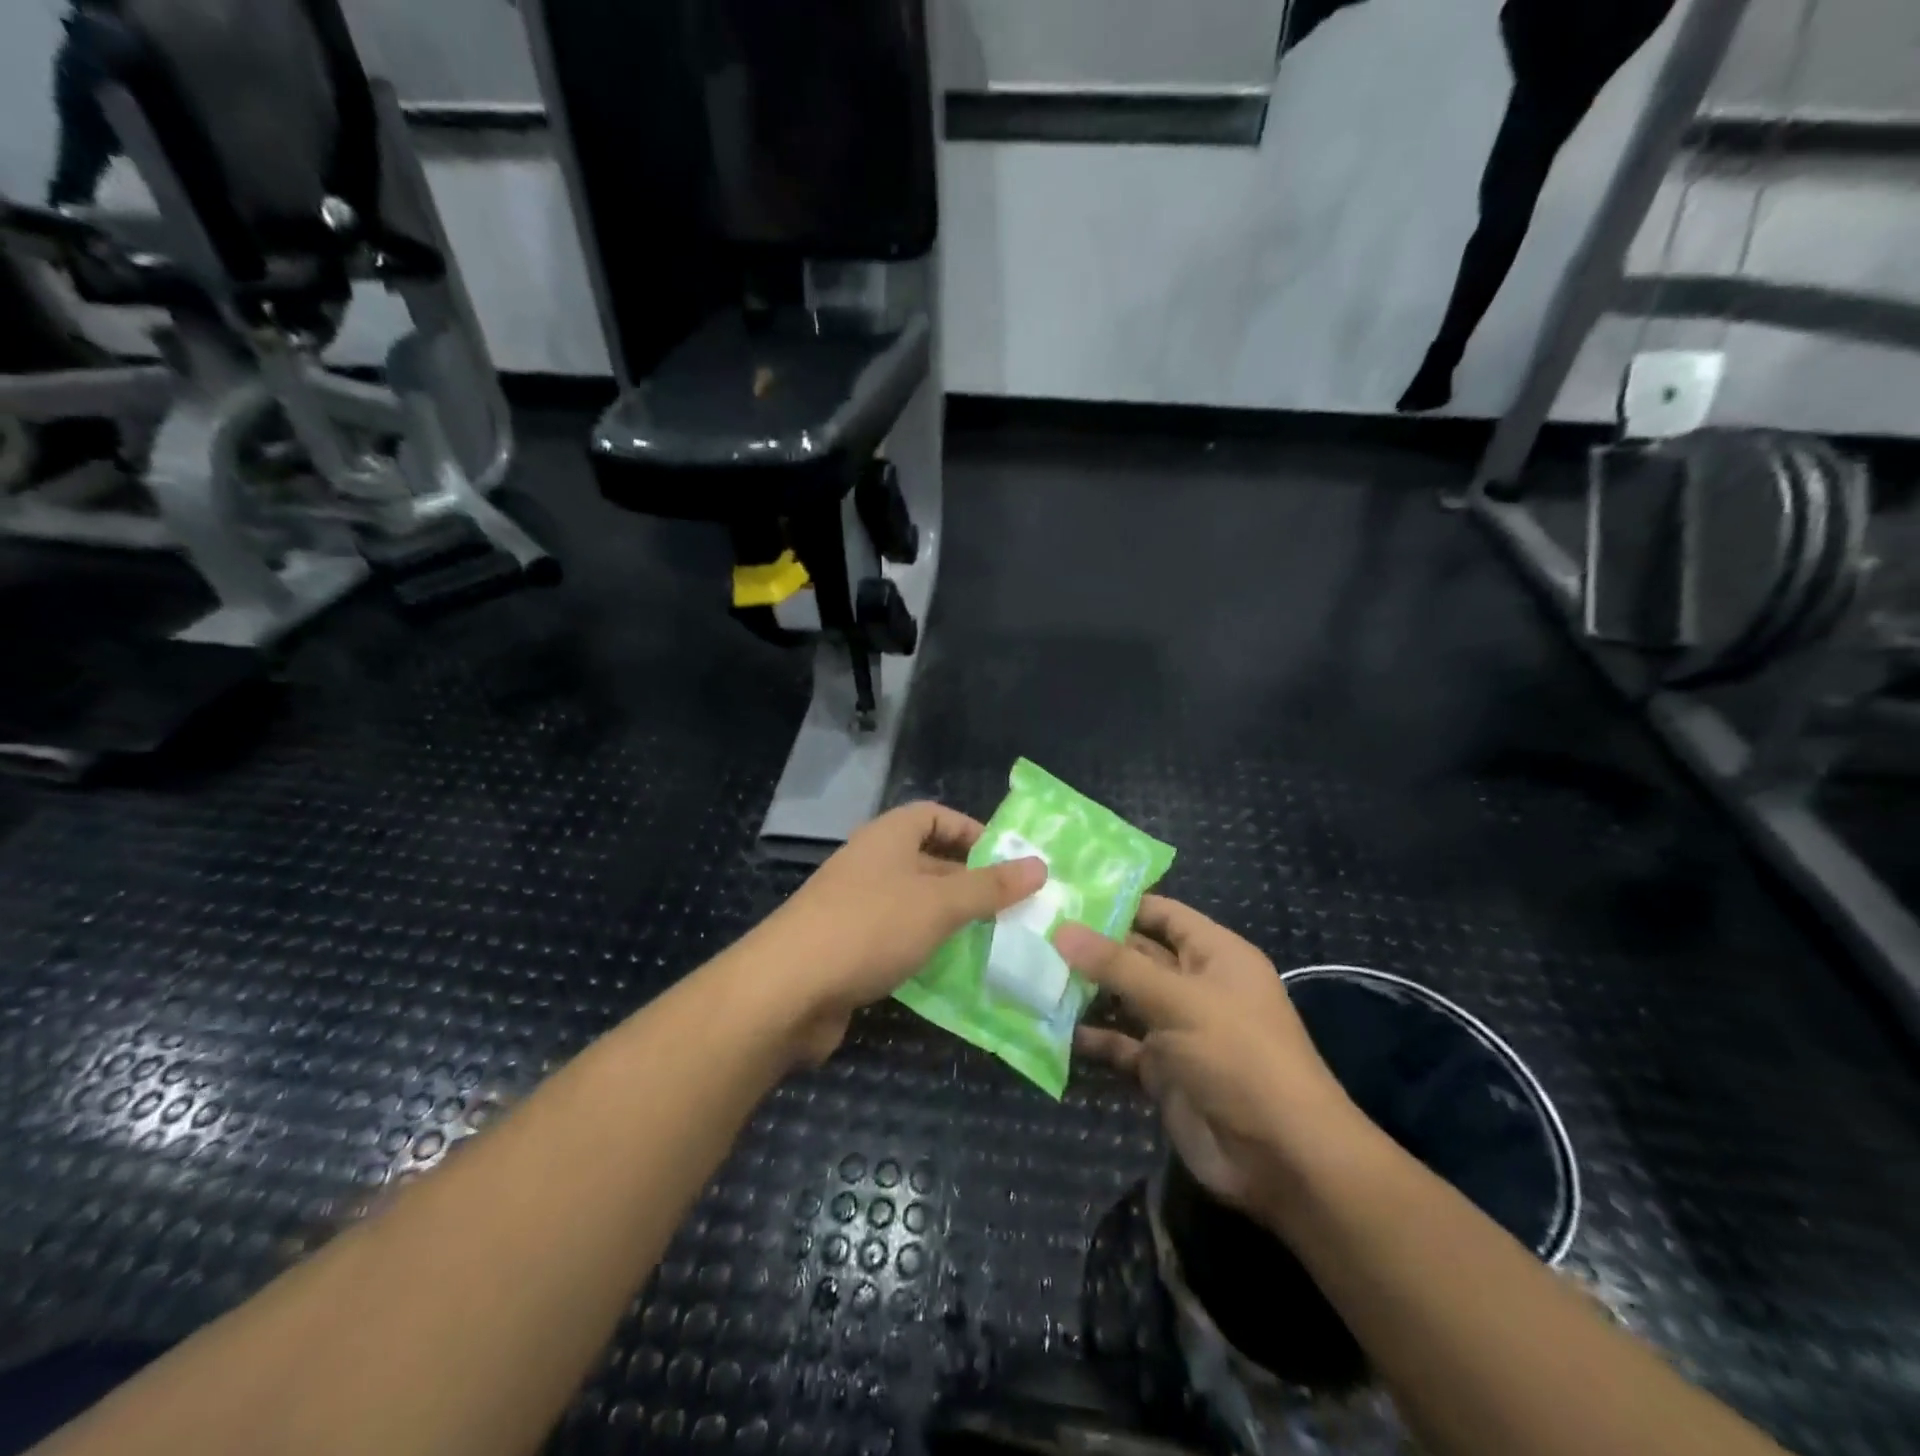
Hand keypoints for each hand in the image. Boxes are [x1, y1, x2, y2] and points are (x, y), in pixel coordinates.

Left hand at [747, 801, 1045, 1062]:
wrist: (787, 990)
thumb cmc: (870, 927)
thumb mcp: (939, 903)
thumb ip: (989, 886)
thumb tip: (1039, 866)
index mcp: (887, 838)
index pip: (933, 816)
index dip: (970, 831)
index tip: (1007, 860)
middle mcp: (870, 865)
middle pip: (928, 861)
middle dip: (969, 882)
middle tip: (1014, 908)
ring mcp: (856, 909)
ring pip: (915, 906)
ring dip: (951, 921)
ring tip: (996, 942)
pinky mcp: (848, 950)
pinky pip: (897, 941)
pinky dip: (925, 951)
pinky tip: (954, 974)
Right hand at [1056, 899, 1357, 1214]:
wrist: (1281, 1157)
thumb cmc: (1238, 1056)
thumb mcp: (1178, 1000)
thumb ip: (1117, 965)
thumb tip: (1062, 929)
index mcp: (1214, 954)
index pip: (1162, 913)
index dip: (1119, 903)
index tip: (1065, 895)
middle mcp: (1195, 986)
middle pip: (1137, 955)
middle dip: (1092, 947)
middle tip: (1034, 932)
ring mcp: (1177, 1029)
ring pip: (1124, 999)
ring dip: (1085, 991)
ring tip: (1032, 973)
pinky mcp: (1162, 1071)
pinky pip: (1120, 1045)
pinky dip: (1091, 1038)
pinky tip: (1050, 1027)